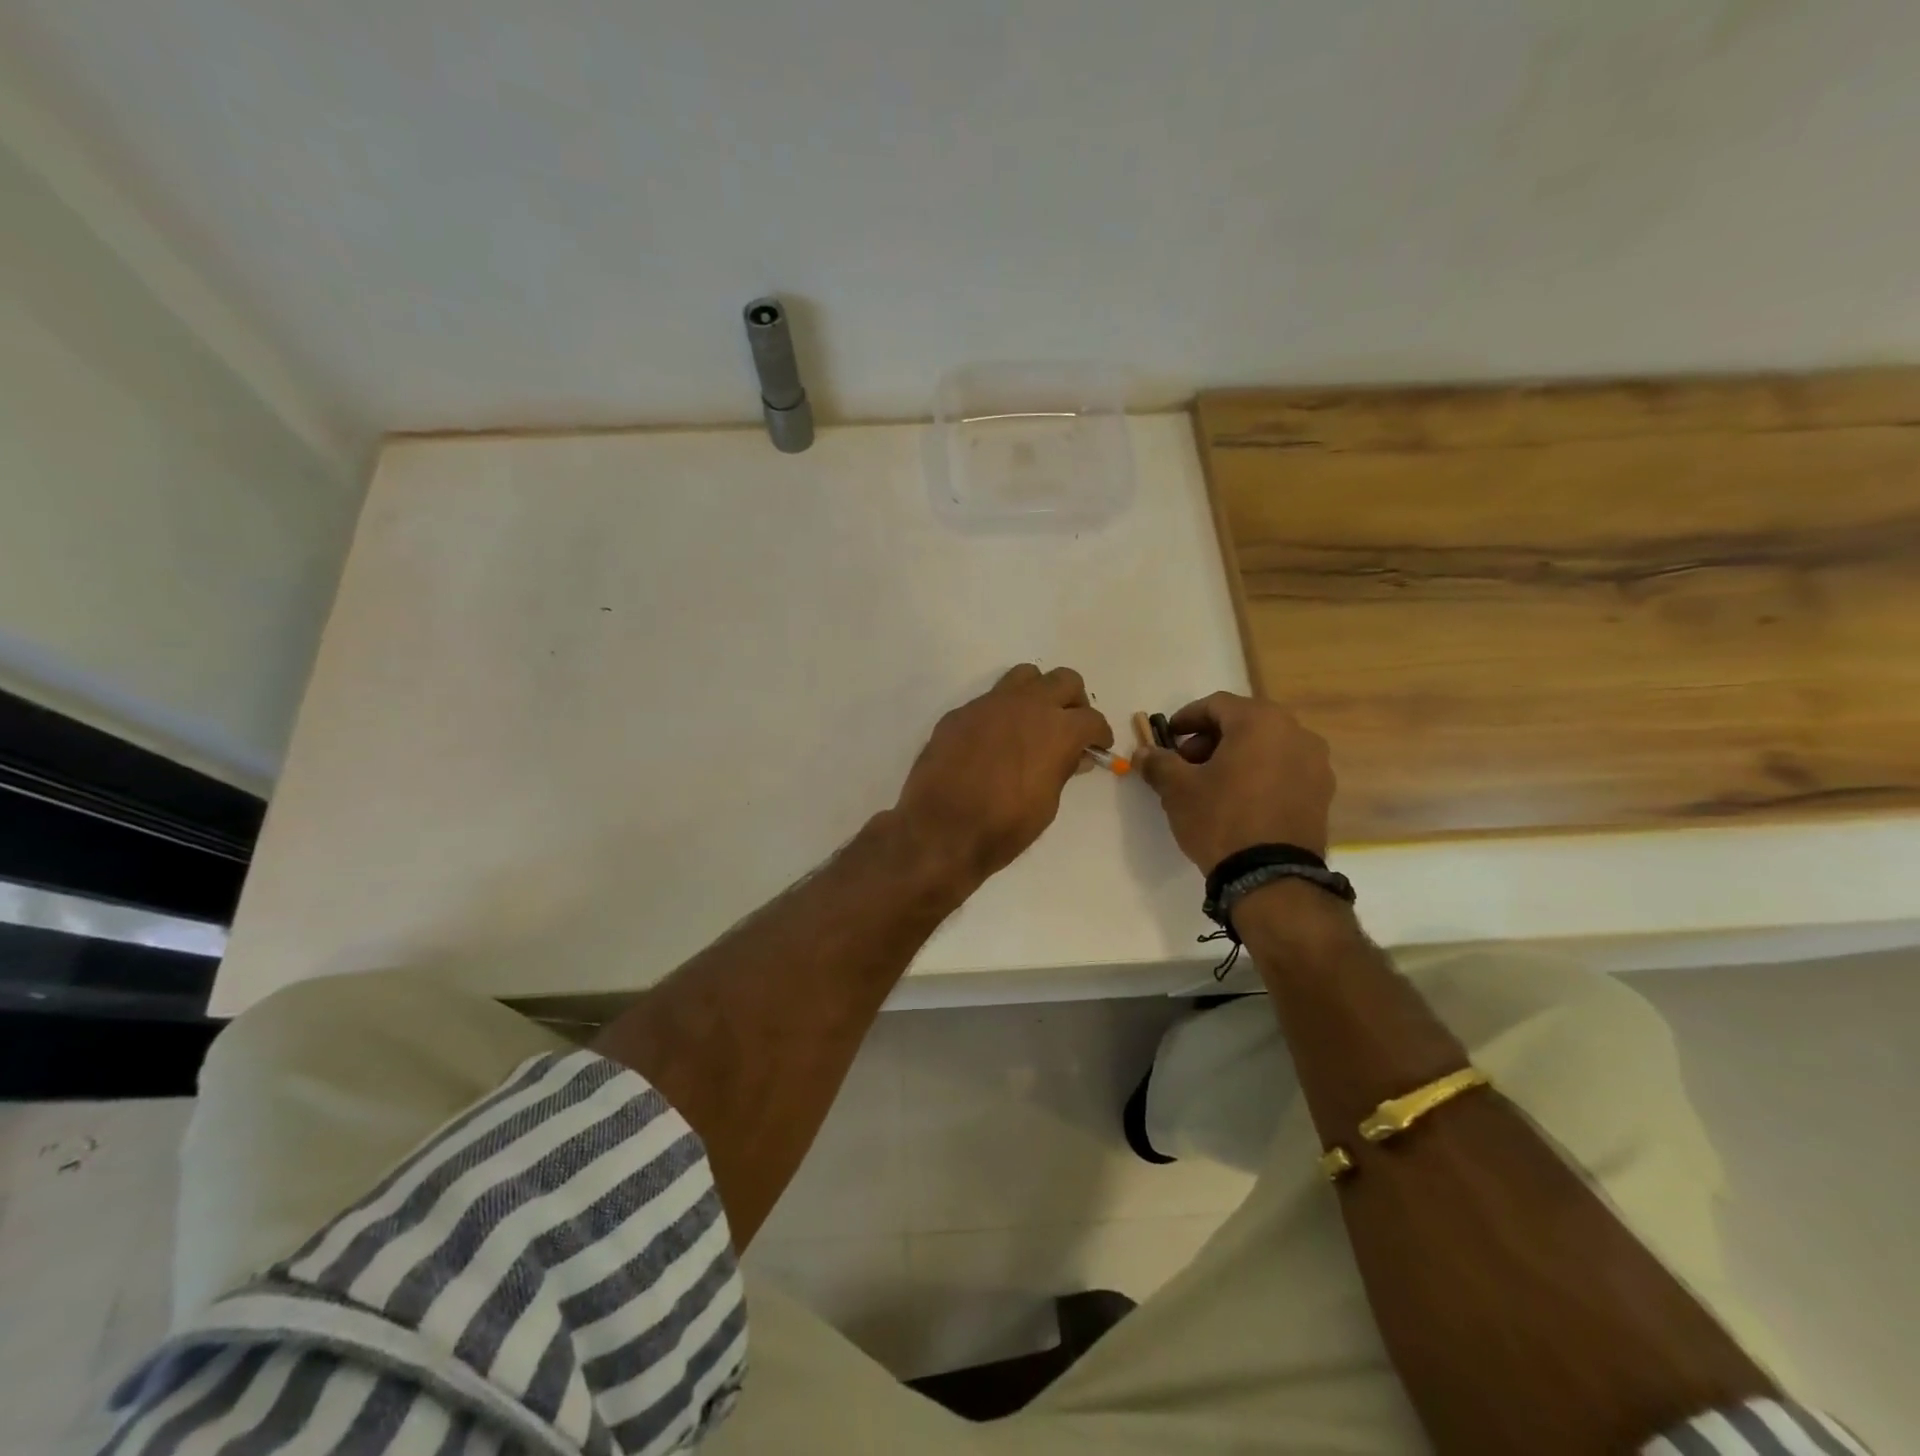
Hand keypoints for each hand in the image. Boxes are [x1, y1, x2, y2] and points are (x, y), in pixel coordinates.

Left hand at [895, 665, 1113, 884]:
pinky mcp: (960, 713)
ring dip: (1038, 693)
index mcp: (1057, 729)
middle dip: (1073, 701)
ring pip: (1025, 676)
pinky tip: (994, 741)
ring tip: (1034, 721)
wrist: (940, 829)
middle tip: (1070, 726)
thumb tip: (1076, 755)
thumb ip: (1063, 770)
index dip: (1100, 734)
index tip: (1098, 746)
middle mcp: (1027, 705)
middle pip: (1064, 680)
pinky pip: (990, 700)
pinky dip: (1002, 713)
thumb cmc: (1003, 826)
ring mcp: (990, 704)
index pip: (1092, 718)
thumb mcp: (1047, 804)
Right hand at [1137, 691, 1333, 869]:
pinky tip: (1240, 801)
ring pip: (1266, 746)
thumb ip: (1159, 763)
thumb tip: (1143, 753)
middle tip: (1186, 764)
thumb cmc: (1221, 819)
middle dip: (1210, 740)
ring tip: (1212, 785)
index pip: (1216, 705)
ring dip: (1236, 757)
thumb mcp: (1178, 789)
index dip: (1186, 718)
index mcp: (1260, 721)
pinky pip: (1284, 770)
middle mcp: (1296, 732)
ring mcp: (1315, 763)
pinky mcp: (1322, 793)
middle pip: (1244, 723)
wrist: (1271, 876)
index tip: (1168, 738)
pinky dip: (1259, 775)